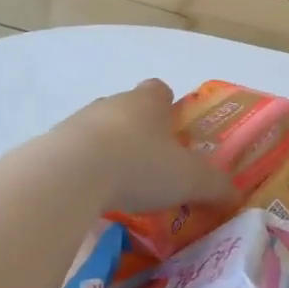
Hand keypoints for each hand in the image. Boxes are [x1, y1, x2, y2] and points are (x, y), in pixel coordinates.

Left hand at [60, 79, 237, 215]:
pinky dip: (84, 171)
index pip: (160, 90)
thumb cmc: (140, 165)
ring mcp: (78, 122)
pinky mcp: (52, 145)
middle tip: (152, 165)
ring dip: (109, 151)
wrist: (72, 174)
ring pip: (99, 131)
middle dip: (139, 132)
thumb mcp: (190, 179)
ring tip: (120, 187)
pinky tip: (92, 197)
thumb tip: (236, 197)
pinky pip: (74, 155)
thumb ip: (216, 186)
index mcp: (148, 102)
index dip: (168, 107)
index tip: (174, 131)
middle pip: (128, 110)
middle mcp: (113, 103)